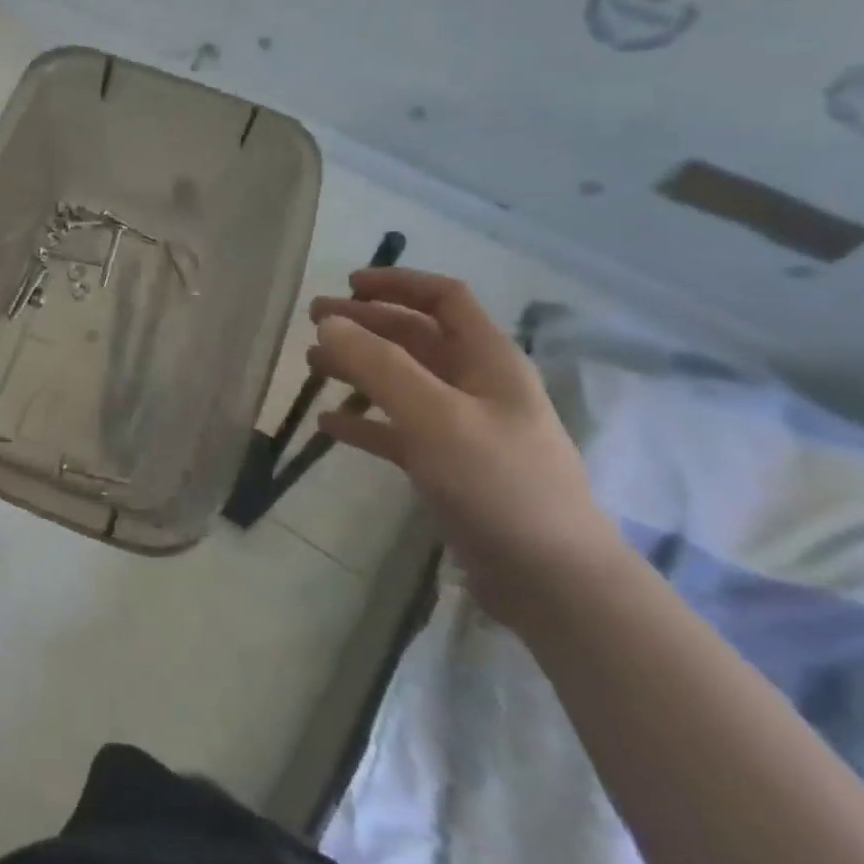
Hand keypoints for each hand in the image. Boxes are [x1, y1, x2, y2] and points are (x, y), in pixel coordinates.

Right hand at [308, 268, 622, 627]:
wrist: (550, 580)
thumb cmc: (497, 483)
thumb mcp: (435, 416)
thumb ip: (379, 365)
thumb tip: (329, 324)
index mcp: (488, 360)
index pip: (444, 299)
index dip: (397, 284)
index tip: (347, 284)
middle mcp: (476, 385)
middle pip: (415, 336)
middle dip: (365, 324)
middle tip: (313, 321)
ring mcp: (463, 427)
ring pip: (402, 381)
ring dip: (358, 367)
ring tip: (312, 365)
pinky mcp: (448, 466)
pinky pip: (397, 429)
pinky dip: (364, 420)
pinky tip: (328, 424)